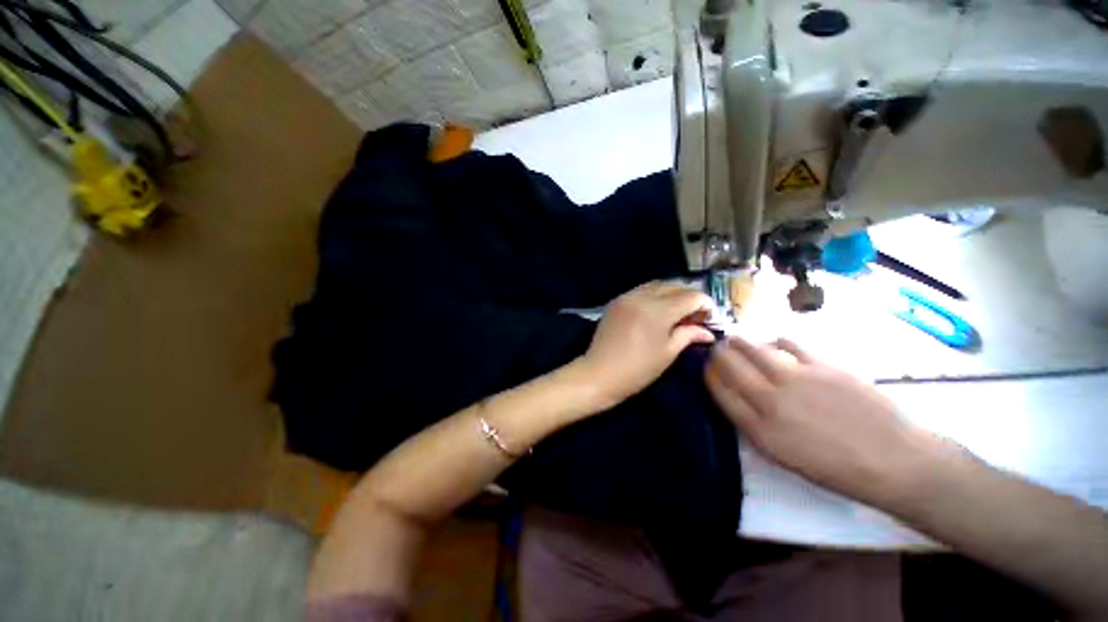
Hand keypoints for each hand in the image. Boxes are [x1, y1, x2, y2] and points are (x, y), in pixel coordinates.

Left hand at [580, 281, 715, 407]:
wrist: (599, 373)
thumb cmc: (637, 369)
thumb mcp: (667, 353)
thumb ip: (688, 335)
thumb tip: (708, 332)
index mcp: (657, 311)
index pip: (690, 296)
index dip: (705, 305)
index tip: (708, 318)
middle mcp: (641, 297)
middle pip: (674, 285)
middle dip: (689, 296)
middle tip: (694, 315)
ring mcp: (626, 297)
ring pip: (656, 285)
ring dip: (671, 293)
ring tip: (676, 312)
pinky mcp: (616, 301)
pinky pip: (641, 290)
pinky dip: (654, 295)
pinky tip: (657, 310)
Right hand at [705, 336, 947, 508]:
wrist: (893, 461)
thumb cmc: (836, 468)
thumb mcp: (784, 457)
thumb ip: (755, 426)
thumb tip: (739, 398)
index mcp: (760, 430)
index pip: (721, 392)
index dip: (709, 375)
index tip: (706, 367)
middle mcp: (771, 401)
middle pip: (731, 367)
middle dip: (718, 354)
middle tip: (716, 347)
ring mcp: (797, 380)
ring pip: (755, 350)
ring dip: (739, 342)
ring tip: (735, 338)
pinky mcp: (822, 366)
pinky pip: (789, 345)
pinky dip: (776, 341)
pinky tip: (775, 342)